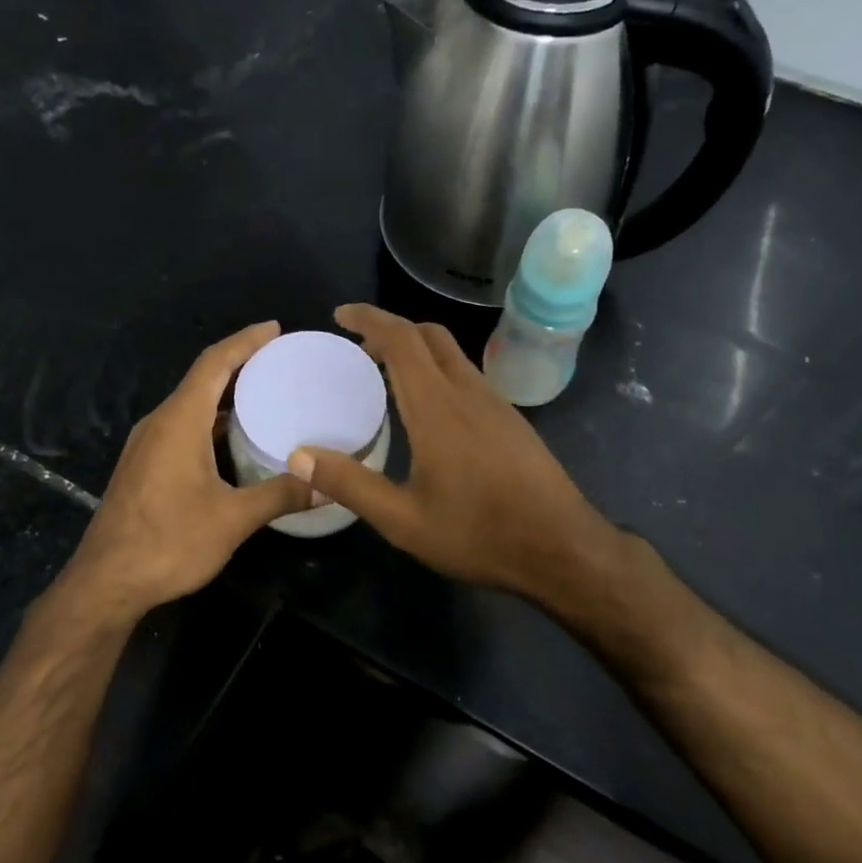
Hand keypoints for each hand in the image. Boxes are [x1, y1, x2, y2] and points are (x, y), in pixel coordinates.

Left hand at [62, 322, 310, 619]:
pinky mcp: (143, 467)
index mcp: (179, 421)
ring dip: (223, 396)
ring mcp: (146, 446)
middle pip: (201, 379)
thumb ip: (280, 496)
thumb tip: (326, 486)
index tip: (274, 329)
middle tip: (278, 362)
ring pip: (189, 406)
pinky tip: (231, 441)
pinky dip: (209, 422)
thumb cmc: (169, 542)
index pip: (214, 363)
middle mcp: (159, 424)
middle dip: (238, 364)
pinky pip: (181, 428)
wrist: (106, 581)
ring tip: (263, 396)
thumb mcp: (232, 519)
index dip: (245, 342)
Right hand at [290, 304, 616, 597]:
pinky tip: (428, 410)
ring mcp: (496, 404)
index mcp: (437, 408)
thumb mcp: (403, 520)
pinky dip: (438, 372)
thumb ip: (350, 484)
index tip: (341, 314)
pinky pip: (468, 377)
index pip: (401, 340)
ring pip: (453, 355)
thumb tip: (300, 455)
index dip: (369, 318)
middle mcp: (468, 393)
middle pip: (430, 335)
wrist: (561, 548)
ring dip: (417, 349)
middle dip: (392, 328)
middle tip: (359, 345)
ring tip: (386, 375)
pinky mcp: (512, 420)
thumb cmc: (478, 534)